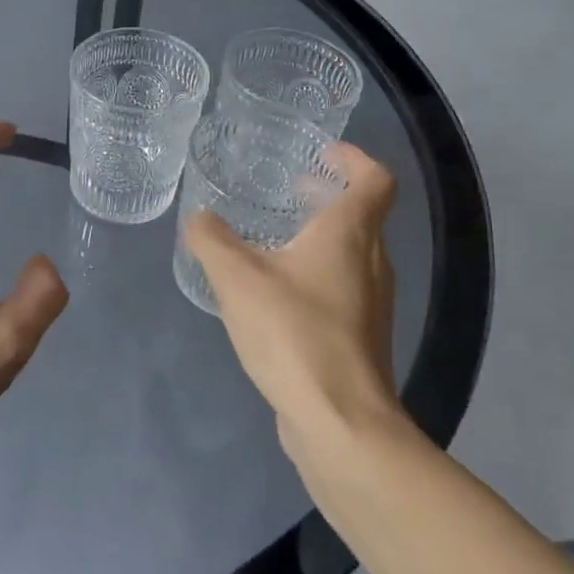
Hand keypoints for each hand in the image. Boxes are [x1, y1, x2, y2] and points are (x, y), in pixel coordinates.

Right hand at [185, 142, 402, 448]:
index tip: (324, 152)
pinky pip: (342, 288)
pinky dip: (317, 273)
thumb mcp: (237, 278)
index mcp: (350, 235)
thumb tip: (199, 218)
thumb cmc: (294, 333)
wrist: (339, 421)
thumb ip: (213, 240)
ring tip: (277, 237)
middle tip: (292, 188)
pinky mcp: (359, 337)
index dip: (354, 158)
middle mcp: (372, 263)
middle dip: (330, 196)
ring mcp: (371, 303)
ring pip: (353, 254)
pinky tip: (277, 293)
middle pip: (363, 216)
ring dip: (322, 236)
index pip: (374, 180)